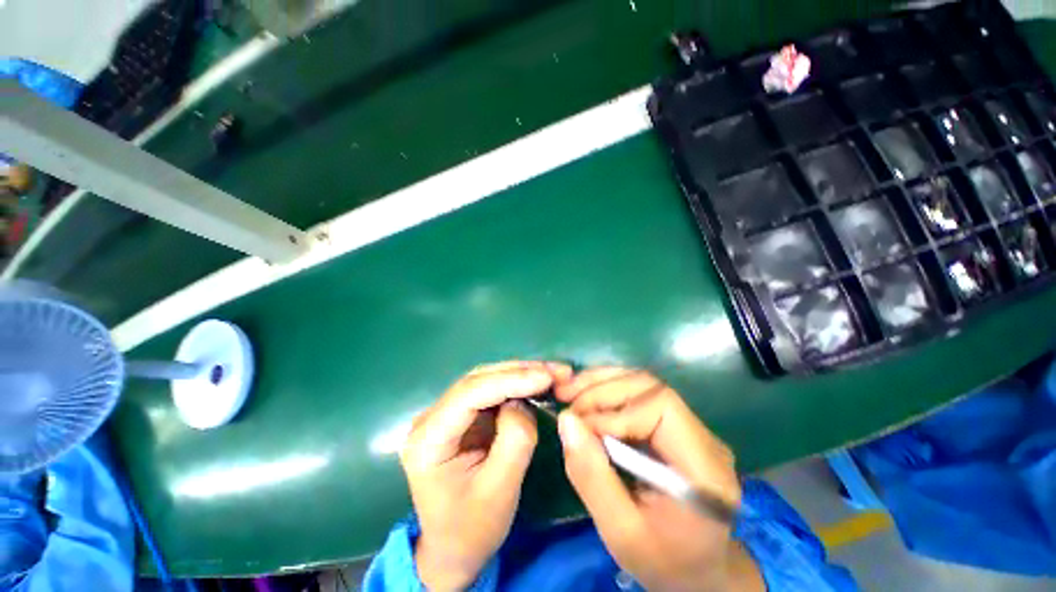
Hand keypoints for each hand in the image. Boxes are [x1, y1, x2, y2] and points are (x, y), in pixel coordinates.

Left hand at [400, 361, 571, 589]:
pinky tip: (537, 382)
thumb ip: (514, 440)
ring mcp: (446, 414)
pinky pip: (491, 390)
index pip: (469, 394)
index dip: (510, 380)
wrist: (453, 550)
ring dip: (521, 373)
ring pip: (486, 379)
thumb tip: (522, 402)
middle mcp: (431, 418)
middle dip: (520, 371)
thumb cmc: (472, 529)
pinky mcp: (463, 416)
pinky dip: (517, 384)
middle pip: (477, 380)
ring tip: (553, 373)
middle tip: (557, 371)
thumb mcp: (499, 491)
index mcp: (428, 439)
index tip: (546, 377)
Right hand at [555, 368, 763, 591]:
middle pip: (651, 387)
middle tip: (566, 397)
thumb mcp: (620, 533)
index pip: (661, 407)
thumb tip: (566, 420)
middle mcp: (704, 438)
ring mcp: (692, 428)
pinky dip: (607, 390)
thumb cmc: (661, 561)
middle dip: (603, 389)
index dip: (615, 410)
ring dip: (601, 383)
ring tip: (569, 389)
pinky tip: (585, 396)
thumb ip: (592, 477)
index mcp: (704, 469)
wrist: (695, 571)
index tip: (580, 426)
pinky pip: (639, 395)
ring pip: (643, 384)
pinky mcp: (675, 425)